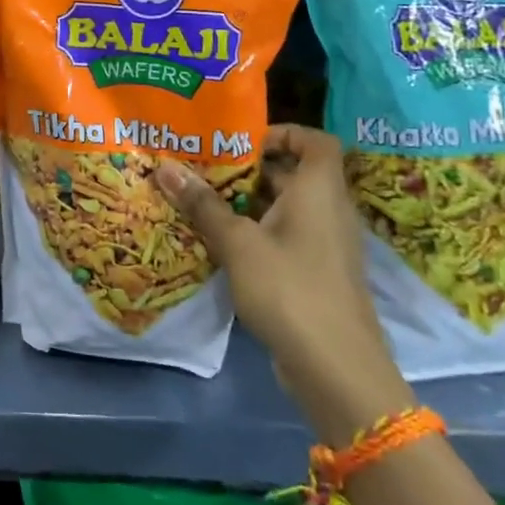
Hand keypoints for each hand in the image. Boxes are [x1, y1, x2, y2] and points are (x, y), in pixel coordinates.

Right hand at [155, 125, 411, 443]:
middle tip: (202, 166)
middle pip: (292, 172)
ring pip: (285, 207)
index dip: (282, 132)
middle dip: (247, 167)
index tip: (239, 142)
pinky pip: (285, 236)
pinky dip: (255, 231)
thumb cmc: (291, 290)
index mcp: (319, 191)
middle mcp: (328, 211)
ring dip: (246, 202)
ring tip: (200, 199)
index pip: (315, 140)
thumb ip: (203, 204)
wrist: (338, 372)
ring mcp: (324, 245)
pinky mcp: (316, 274)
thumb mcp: (238, 243)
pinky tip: (218, 241)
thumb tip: (165, 167)